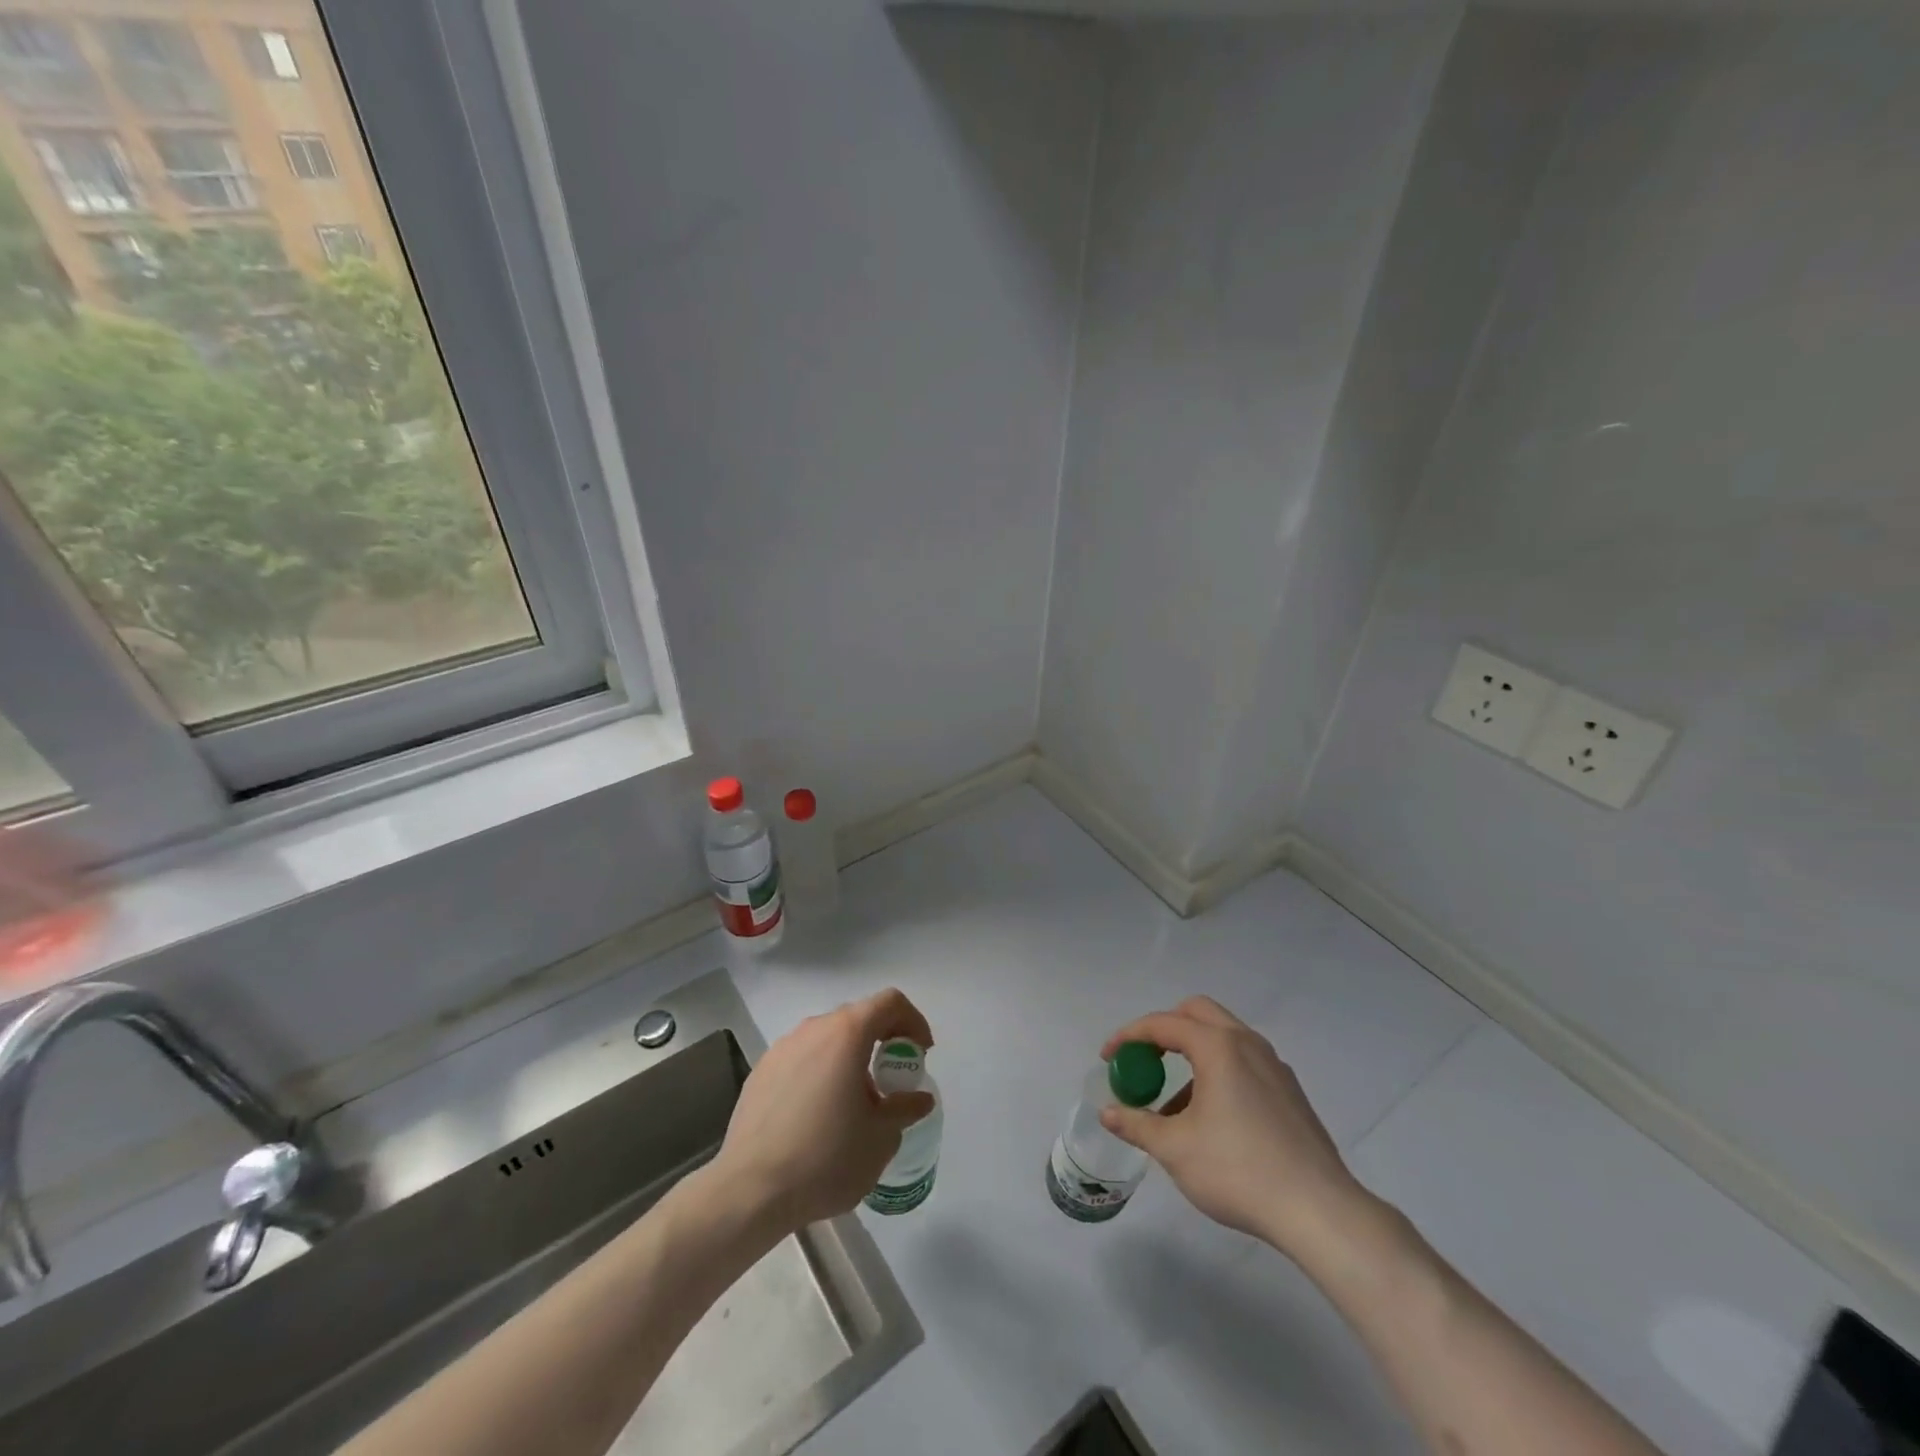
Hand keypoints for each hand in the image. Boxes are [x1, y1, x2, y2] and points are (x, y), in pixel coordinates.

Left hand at [713, 988, 936, 1230]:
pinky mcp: (761, 1071)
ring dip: (850, 1059)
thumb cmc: (825, 1158)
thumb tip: (918, 1099)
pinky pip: (802, 1059)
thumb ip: (904, 1109)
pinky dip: (821, 1073)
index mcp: (847, 1034)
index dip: (913, 1021)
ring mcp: (782, 1048)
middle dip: (883, 1041)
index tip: (921, 1054)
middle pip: (858, 1018)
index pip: (890, 1002)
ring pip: (828, 1039)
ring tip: (854, 1104)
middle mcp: (813, 1029)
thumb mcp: (881, 1138)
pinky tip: (818, 1116)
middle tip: (892, 1080)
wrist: (750, 1190)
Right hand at [1100, 996, 1369, 1260]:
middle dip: (1163, 1030)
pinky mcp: (1290, 1091)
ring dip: (1191, 1055)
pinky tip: (1212, 1121)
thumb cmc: (1239, 1170)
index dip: (1129, 1036)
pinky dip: (1217, 1072)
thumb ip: (1137, 1124)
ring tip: (1174, 1105)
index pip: (1162, 1024)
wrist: (1320, 1211)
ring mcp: (1274, 1065)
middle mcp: (1247, 1043)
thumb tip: (1108, 1113)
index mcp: (1218, 1046)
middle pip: (1197, 1013)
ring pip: (1223, 1037)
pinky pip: (1243, 1062)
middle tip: (1144, 1061)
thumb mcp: (1175, 1149)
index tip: (1108, 1057)